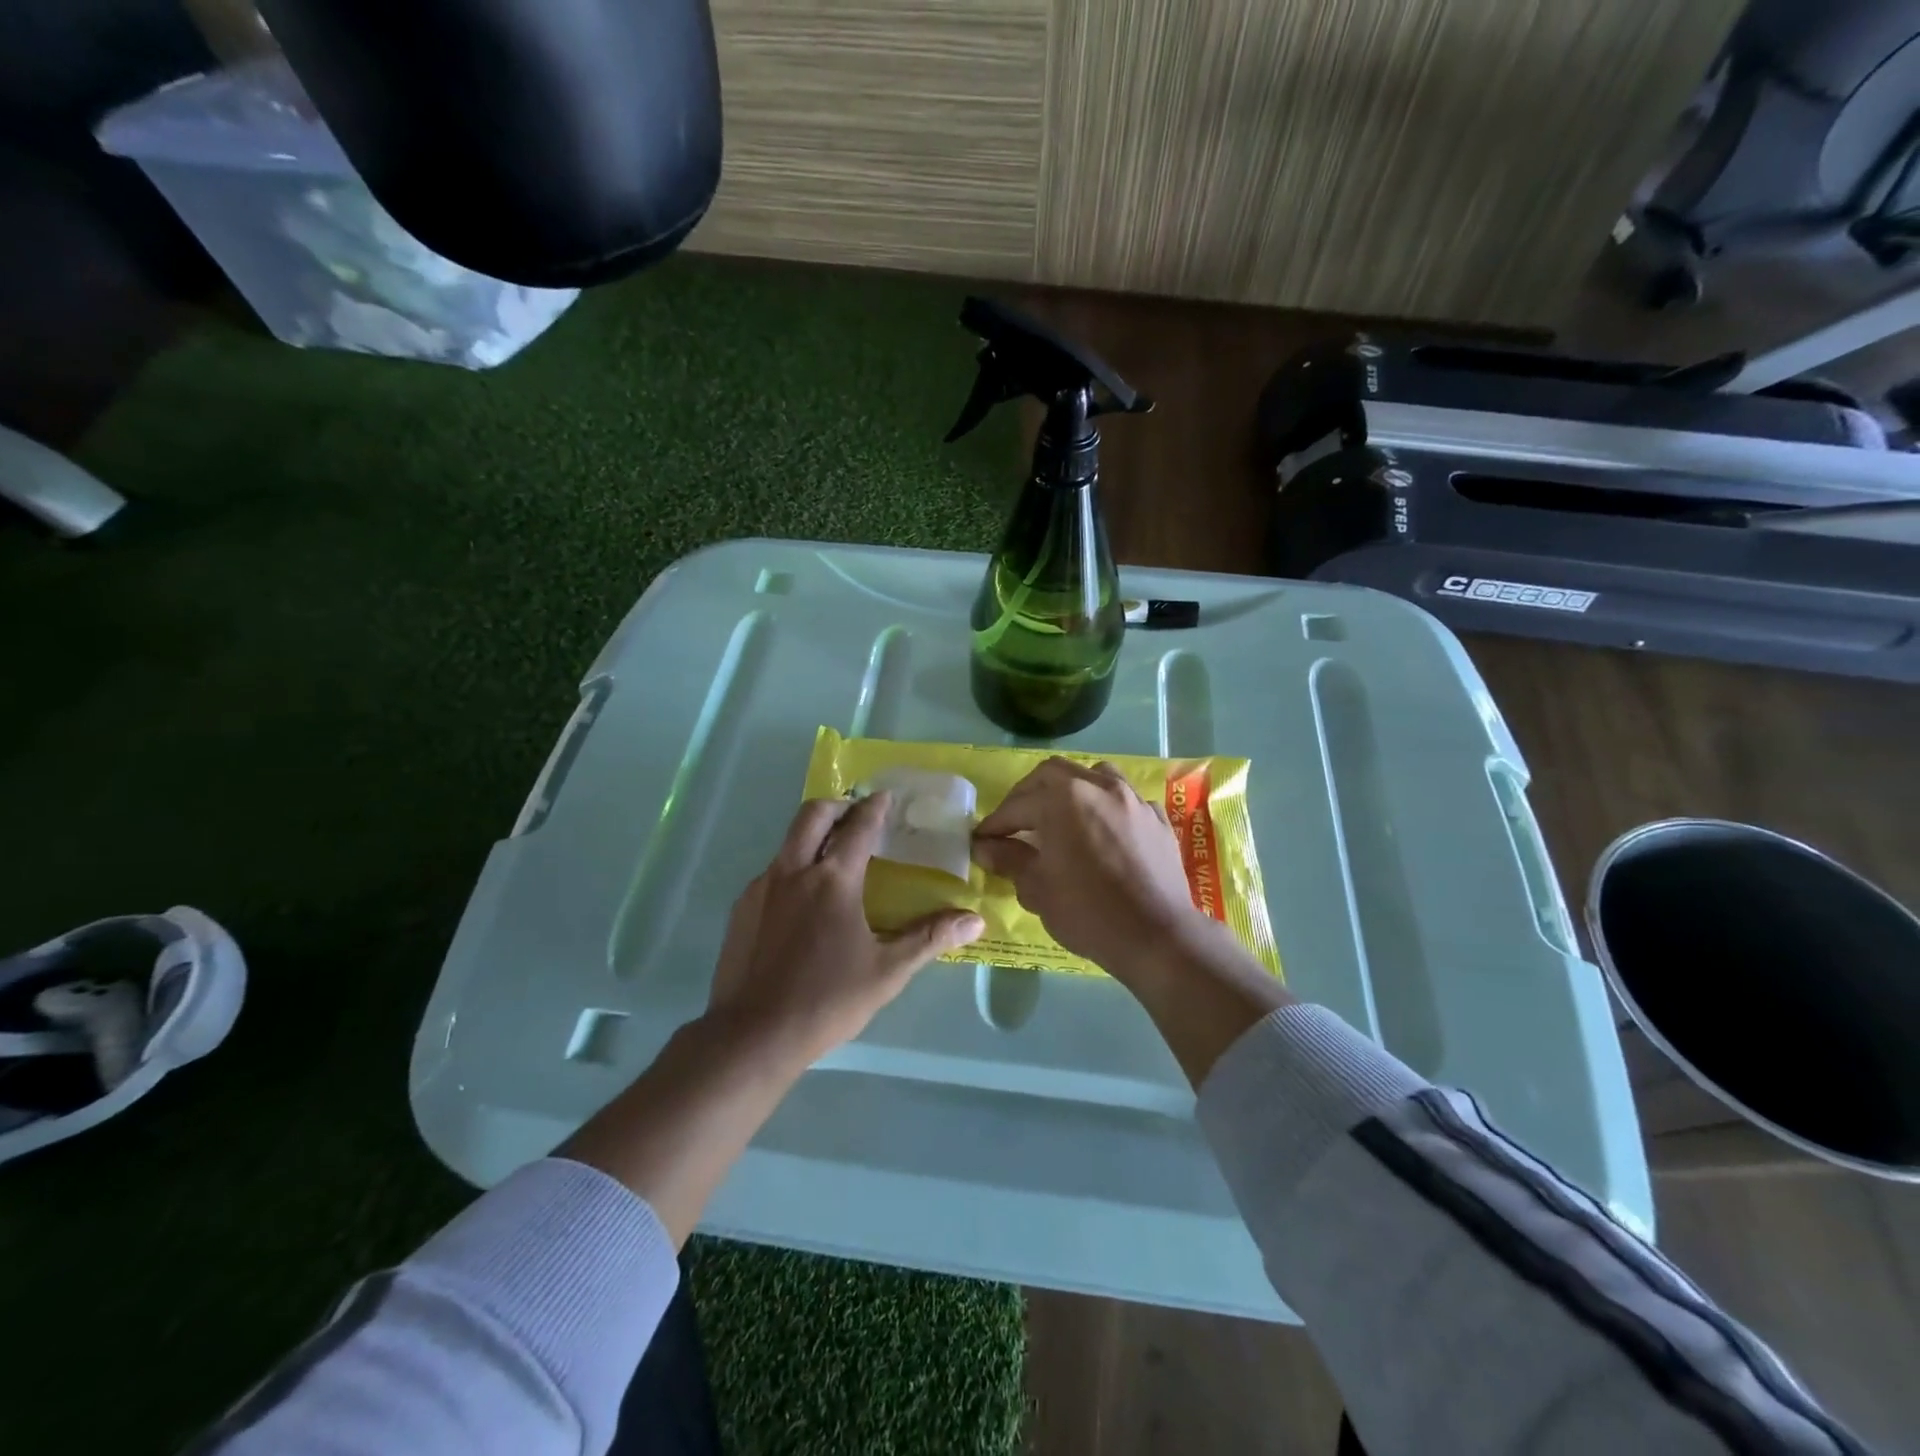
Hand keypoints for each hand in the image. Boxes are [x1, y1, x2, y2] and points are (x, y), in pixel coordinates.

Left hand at [704, 793, 984, 1067]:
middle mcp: (793, 871)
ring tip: (833, 855)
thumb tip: (974, 920)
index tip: (885, 796)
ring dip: (812, 835)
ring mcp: (762, 888)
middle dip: (837, 805)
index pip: (858, 827)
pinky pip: (772, 872)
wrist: (752, 1035)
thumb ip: (929, 938)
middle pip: (812, 815)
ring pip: (788, 842)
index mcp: (833, 880)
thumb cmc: (827, 1000)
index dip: (875, 808)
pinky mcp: (741, 908)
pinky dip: (793, 867)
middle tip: (855, 813)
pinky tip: (803, 901)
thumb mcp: (887, 972)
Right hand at [970, 757, 1202, 980]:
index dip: (996, 823)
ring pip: (1095, 776)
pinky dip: (1106, 807)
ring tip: (1060, 816)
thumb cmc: (1088, 912)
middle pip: (1054, 774)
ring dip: (1071, 789)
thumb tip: (986, 847)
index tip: (982, 839)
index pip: (1018, 804)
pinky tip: (1102, 831)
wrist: (1157, 936)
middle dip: (1029, 795)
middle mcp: (1099, 786)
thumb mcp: (1037, 888)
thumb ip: (1009, 859)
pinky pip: (1125, 800)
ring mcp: (1133, 799)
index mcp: (1064, 798)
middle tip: (1015, 823)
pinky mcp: (1157, 818)